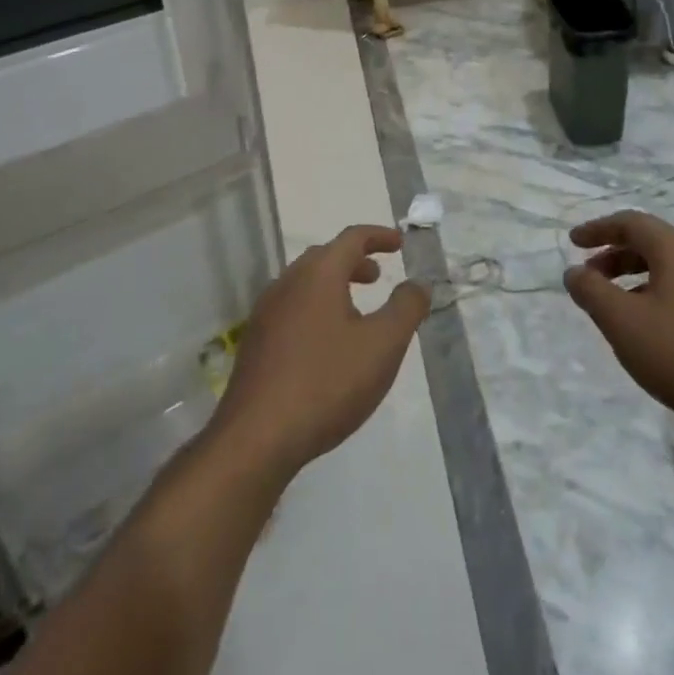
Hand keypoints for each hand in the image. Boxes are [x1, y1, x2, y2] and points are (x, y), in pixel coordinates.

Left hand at [215, 226, 429, 477]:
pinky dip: (316, 308)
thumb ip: (406, 308)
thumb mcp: (383, 345)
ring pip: (305, 284)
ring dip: (334, 286)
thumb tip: (418, 283)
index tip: (400, 244)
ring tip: (356, 311)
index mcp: (319, 274)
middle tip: (377, 276)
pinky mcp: (255, 343)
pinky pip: (291, 308)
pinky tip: (326, 344)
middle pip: (325, 257)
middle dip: (355, 261)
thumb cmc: (327, 383)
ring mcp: (266, 313)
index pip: (352, 238)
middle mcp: (288, 283)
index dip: (379, 236)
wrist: (256, 439)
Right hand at [564, 210, 673, 430]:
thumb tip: (574, 272)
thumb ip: (592, 292)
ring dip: (632, 277)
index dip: (598, 229)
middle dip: (613, 254)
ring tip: (612, 305)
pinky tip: (646, 329)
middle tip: (588, 276)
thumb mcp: (623, 322)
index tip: (573, 242)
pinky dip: (653, 295)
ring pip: (666, 268)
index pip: (630, 222)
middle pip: (649, 242)